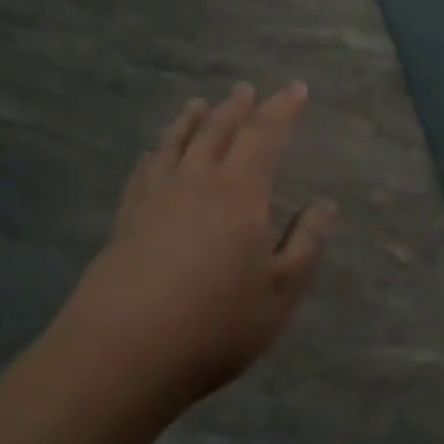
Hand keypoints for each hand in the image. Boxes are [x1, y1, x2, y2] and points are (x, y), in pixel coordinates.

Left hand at [54, 82, 335, 414]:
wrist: (119, 356)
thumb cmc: (213, 326)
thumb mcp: (280, 294)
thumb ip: (305, 245)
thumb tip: (324, 204)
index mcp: (240, 193)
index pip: (265, 135)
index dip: (282, 108)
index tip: (297, 88)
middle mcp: (197, 182)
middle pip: (219, 130)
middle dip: (237, 106)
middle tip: (246, 88)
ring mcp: (156, 198)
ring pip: (176, 143)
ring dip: (191, 119)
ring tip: (198, 103)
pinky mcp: (125, 220)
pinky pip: (143, 172)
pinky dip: (153, 154)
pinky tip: (152, 152)